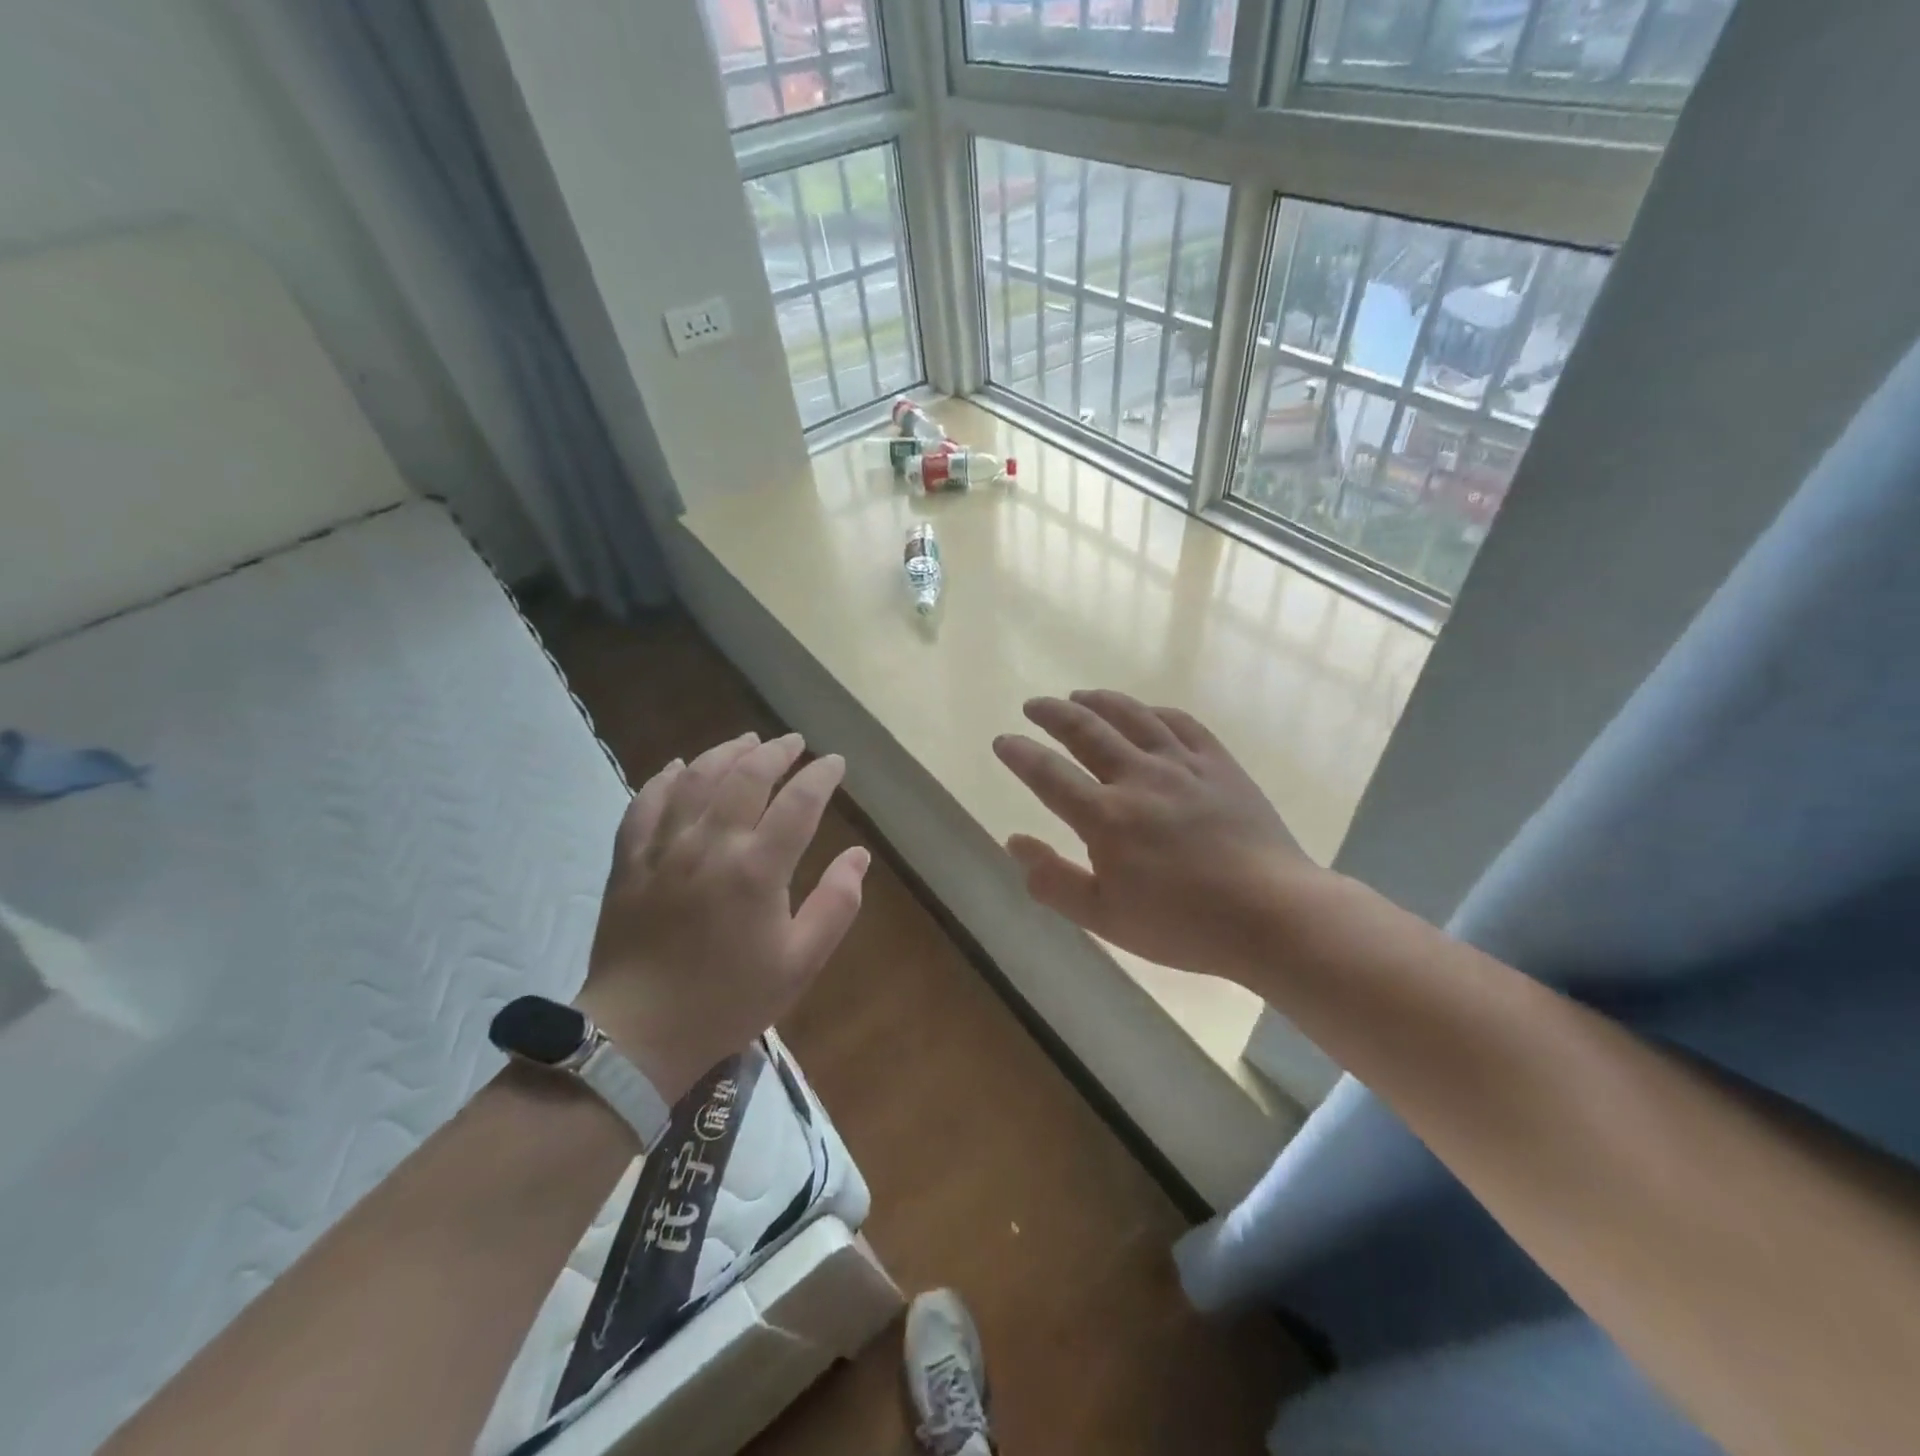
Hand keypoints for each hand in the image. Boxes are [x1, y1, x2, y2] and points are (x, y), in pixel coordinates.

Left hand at [576, 731, 868, 1101]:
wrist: (639, 1034)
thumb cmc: (730, 999)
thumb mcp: (801, 962)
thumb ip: (836, 904)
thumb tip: (858, 855)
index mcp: (758, 869)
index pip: (799, 802)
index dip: (821, 775)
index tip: (835, 763)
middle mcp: (711, 844)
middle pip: (747, 776)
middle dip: (776, 752)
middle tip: (794, 742)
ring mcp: (665, 847)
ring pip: (697, 779)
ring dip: (726, 752)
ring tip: (747, 741)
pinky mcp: (630, 859)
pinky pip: (645, 803)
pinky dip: (666, 778)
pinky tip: (680, 766)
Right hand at [993, 691, 1331, 983]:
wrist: (1273, 915)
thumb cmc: (1183, 924)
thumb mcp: (1105, 918)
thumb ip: (1053, 880)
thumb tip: (1013, 842)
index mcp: (1106, 817)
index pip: (1048, 774)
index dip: (1020, 754)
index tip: (1003, 740)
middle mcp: (1139, 778)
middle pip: (1086, 731)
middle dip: (1053, 714)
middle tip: (1034, 704)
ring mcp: (1183, 765)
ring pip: (1132, 717)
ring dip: (1100, 701)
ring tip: (1079, 695)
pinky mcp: (1220, 764)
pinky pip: (1182, 724)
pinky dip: (1155, 712)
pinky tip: (1146, 712)